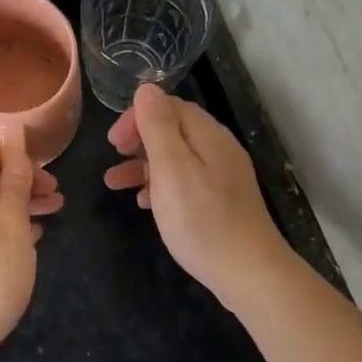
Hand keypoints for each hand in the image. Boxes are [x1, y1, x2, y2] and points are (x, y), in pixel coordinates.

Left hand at [0, 124, 62, 361]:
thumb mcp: (10, 223)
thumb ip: (13, 177)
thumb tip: (12, 131)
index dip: (12, 152)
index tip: (40, 175)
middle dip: (23, 178)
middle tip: (56, 196)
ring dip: (22, 202)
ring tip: (55, 212)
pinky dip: (12, 226)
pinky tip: (35, 237)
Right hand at [104, 83, 291, 310]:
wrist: (249, 273)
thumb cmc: (201, 219)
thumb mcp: (171, 168)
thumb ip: (157, 126)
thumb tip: (146, 88)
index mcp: (207, 135)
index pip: (168, 106)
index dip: (137, 117)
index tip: (113, 142)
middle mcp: (218, 148)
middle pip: (173, 130)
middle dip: (138, 140)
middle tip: (112, 157)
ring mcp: (223, 176)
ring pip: (176, 158)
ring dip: (143, 165)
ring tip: (115, 184)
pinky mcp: (222, 200)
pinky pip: (186, 181)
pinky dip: (161, 185)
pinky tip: (146, 203)